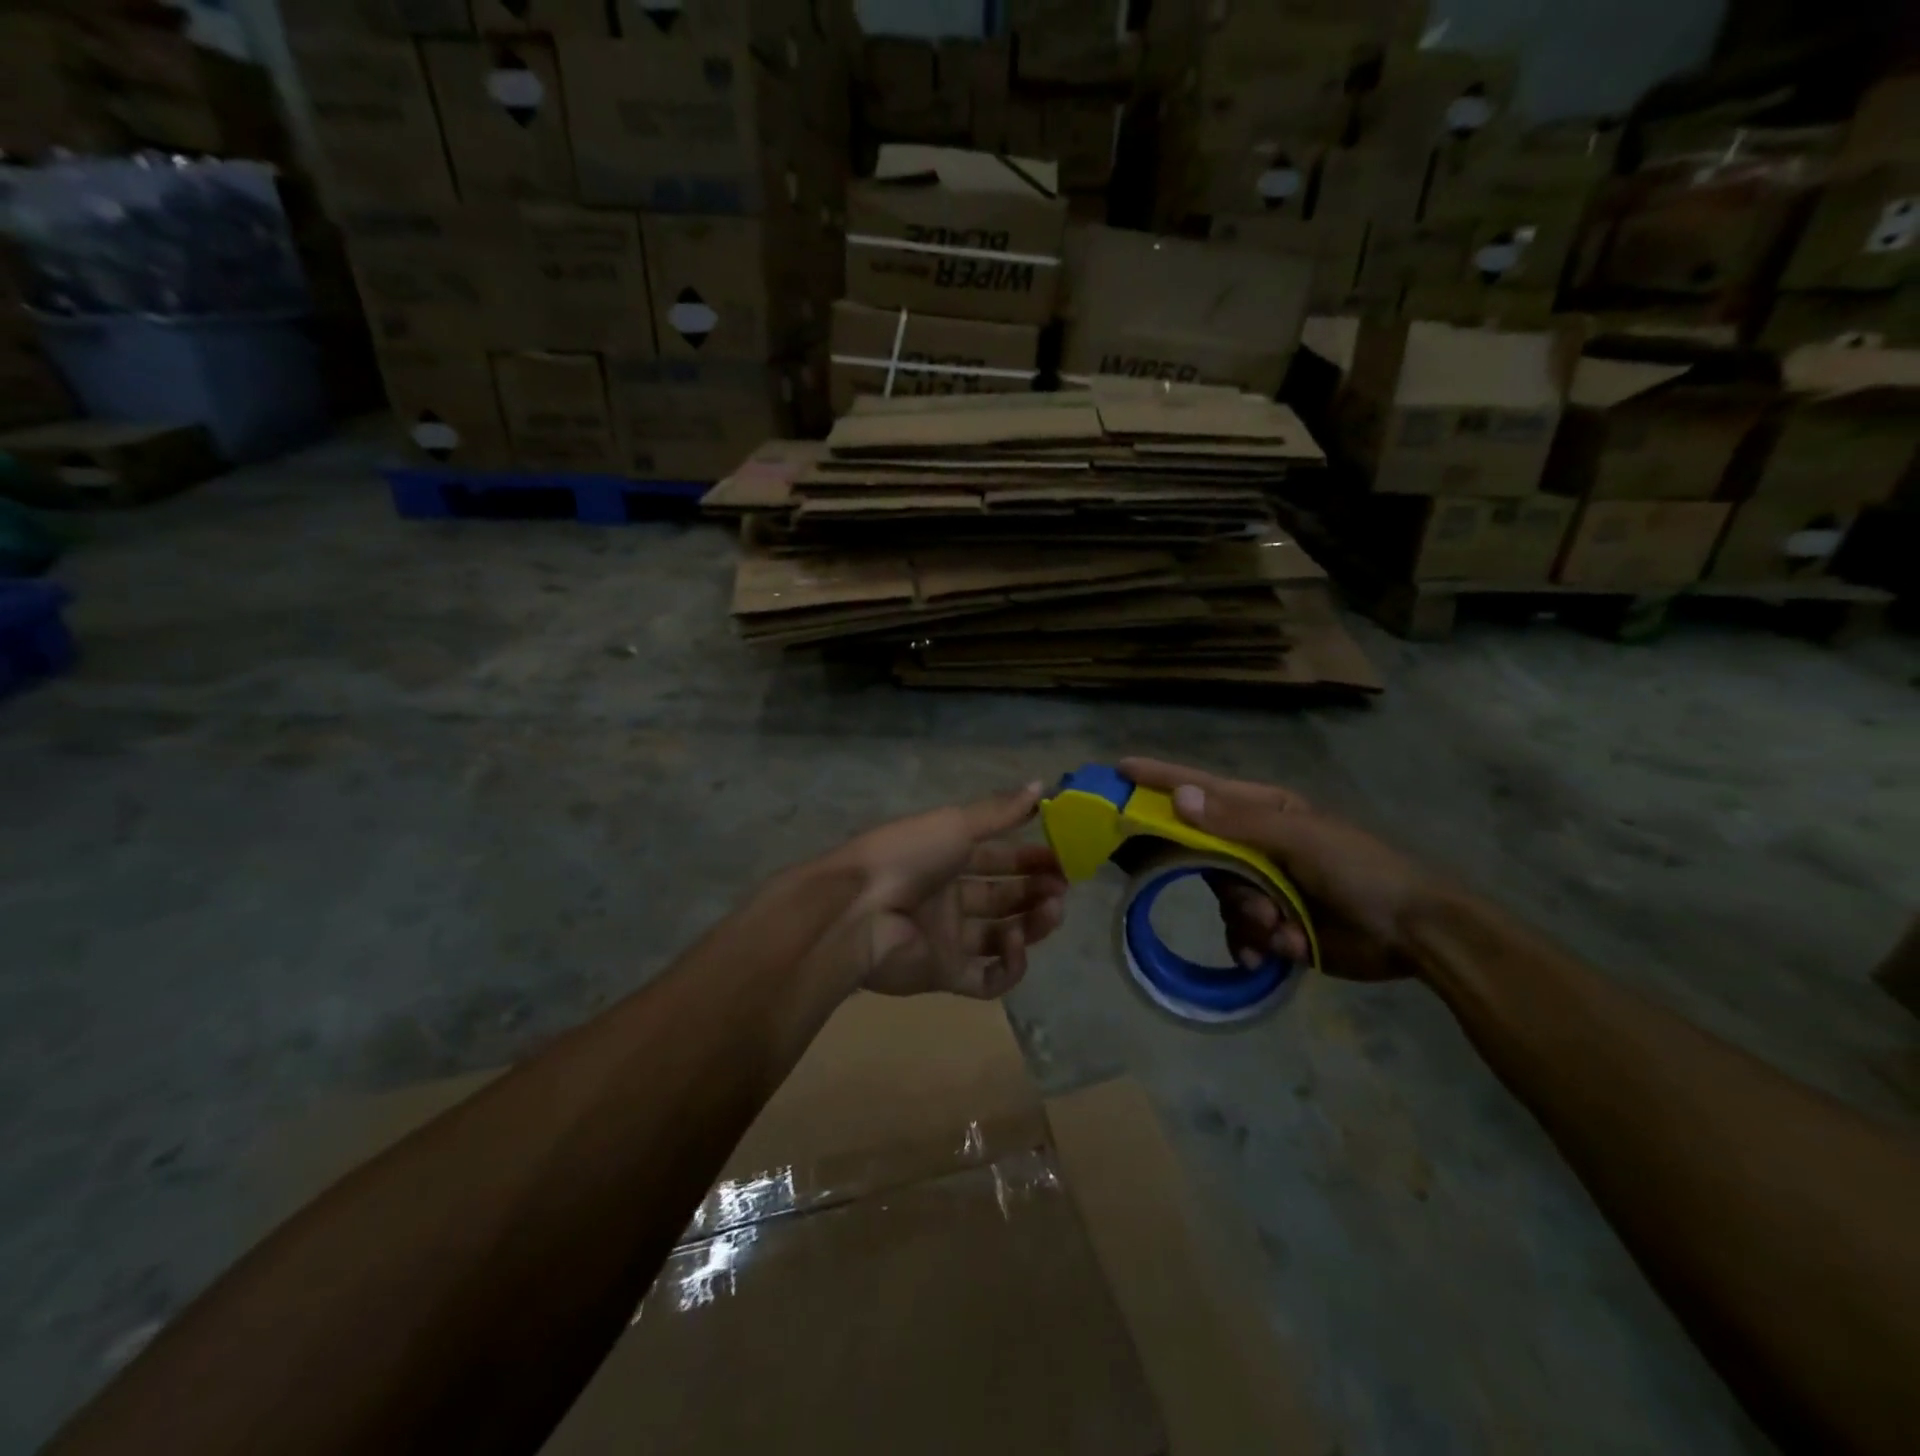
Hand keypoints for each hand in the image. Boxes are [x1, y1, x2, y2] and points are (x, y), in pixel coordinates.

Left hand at [813, 783, 1068, 998]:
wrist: (859, 910)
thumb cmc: (908, 855)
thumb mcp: (955, 823)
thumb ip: (1000, 811)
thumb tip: (1041, 784)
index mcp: (945, 858)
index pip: (997, 858)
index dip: (1030, 858)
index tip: (1063, 857)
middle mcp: (947, 898)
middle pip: (1003, 897)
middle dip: (1036, 890)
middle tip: (1062, 887)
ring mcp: (946, 938)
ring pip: (1002, 936)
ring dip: (1032, 924)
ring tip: (1052, 910)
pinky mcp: (945, 975)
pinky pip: (987, 979)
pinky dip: (1009, 965)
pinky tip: (1015, 943)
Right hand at [1119, 758, 1446, 980]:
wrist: (1413, 933)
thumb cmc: (1360, 871)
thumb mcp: (1299, 840)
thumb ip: (1236, 823)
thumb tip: (1179, 798)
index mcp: (1263, 812)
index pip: (1201, 789)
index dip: (1161, 779)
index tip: (1120, 770)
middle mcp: (1256, 844)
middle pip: (1202, 854)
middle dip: (1223, 883)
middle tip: (1250, 901)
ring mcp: (1263, 884)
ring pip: (1221, 898)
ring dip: (1247, 918)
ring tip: (1281, 931)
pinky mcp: (1272, 923)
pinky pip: (1237, 931)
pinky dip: (1251, 943)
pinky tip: (1275, 953)